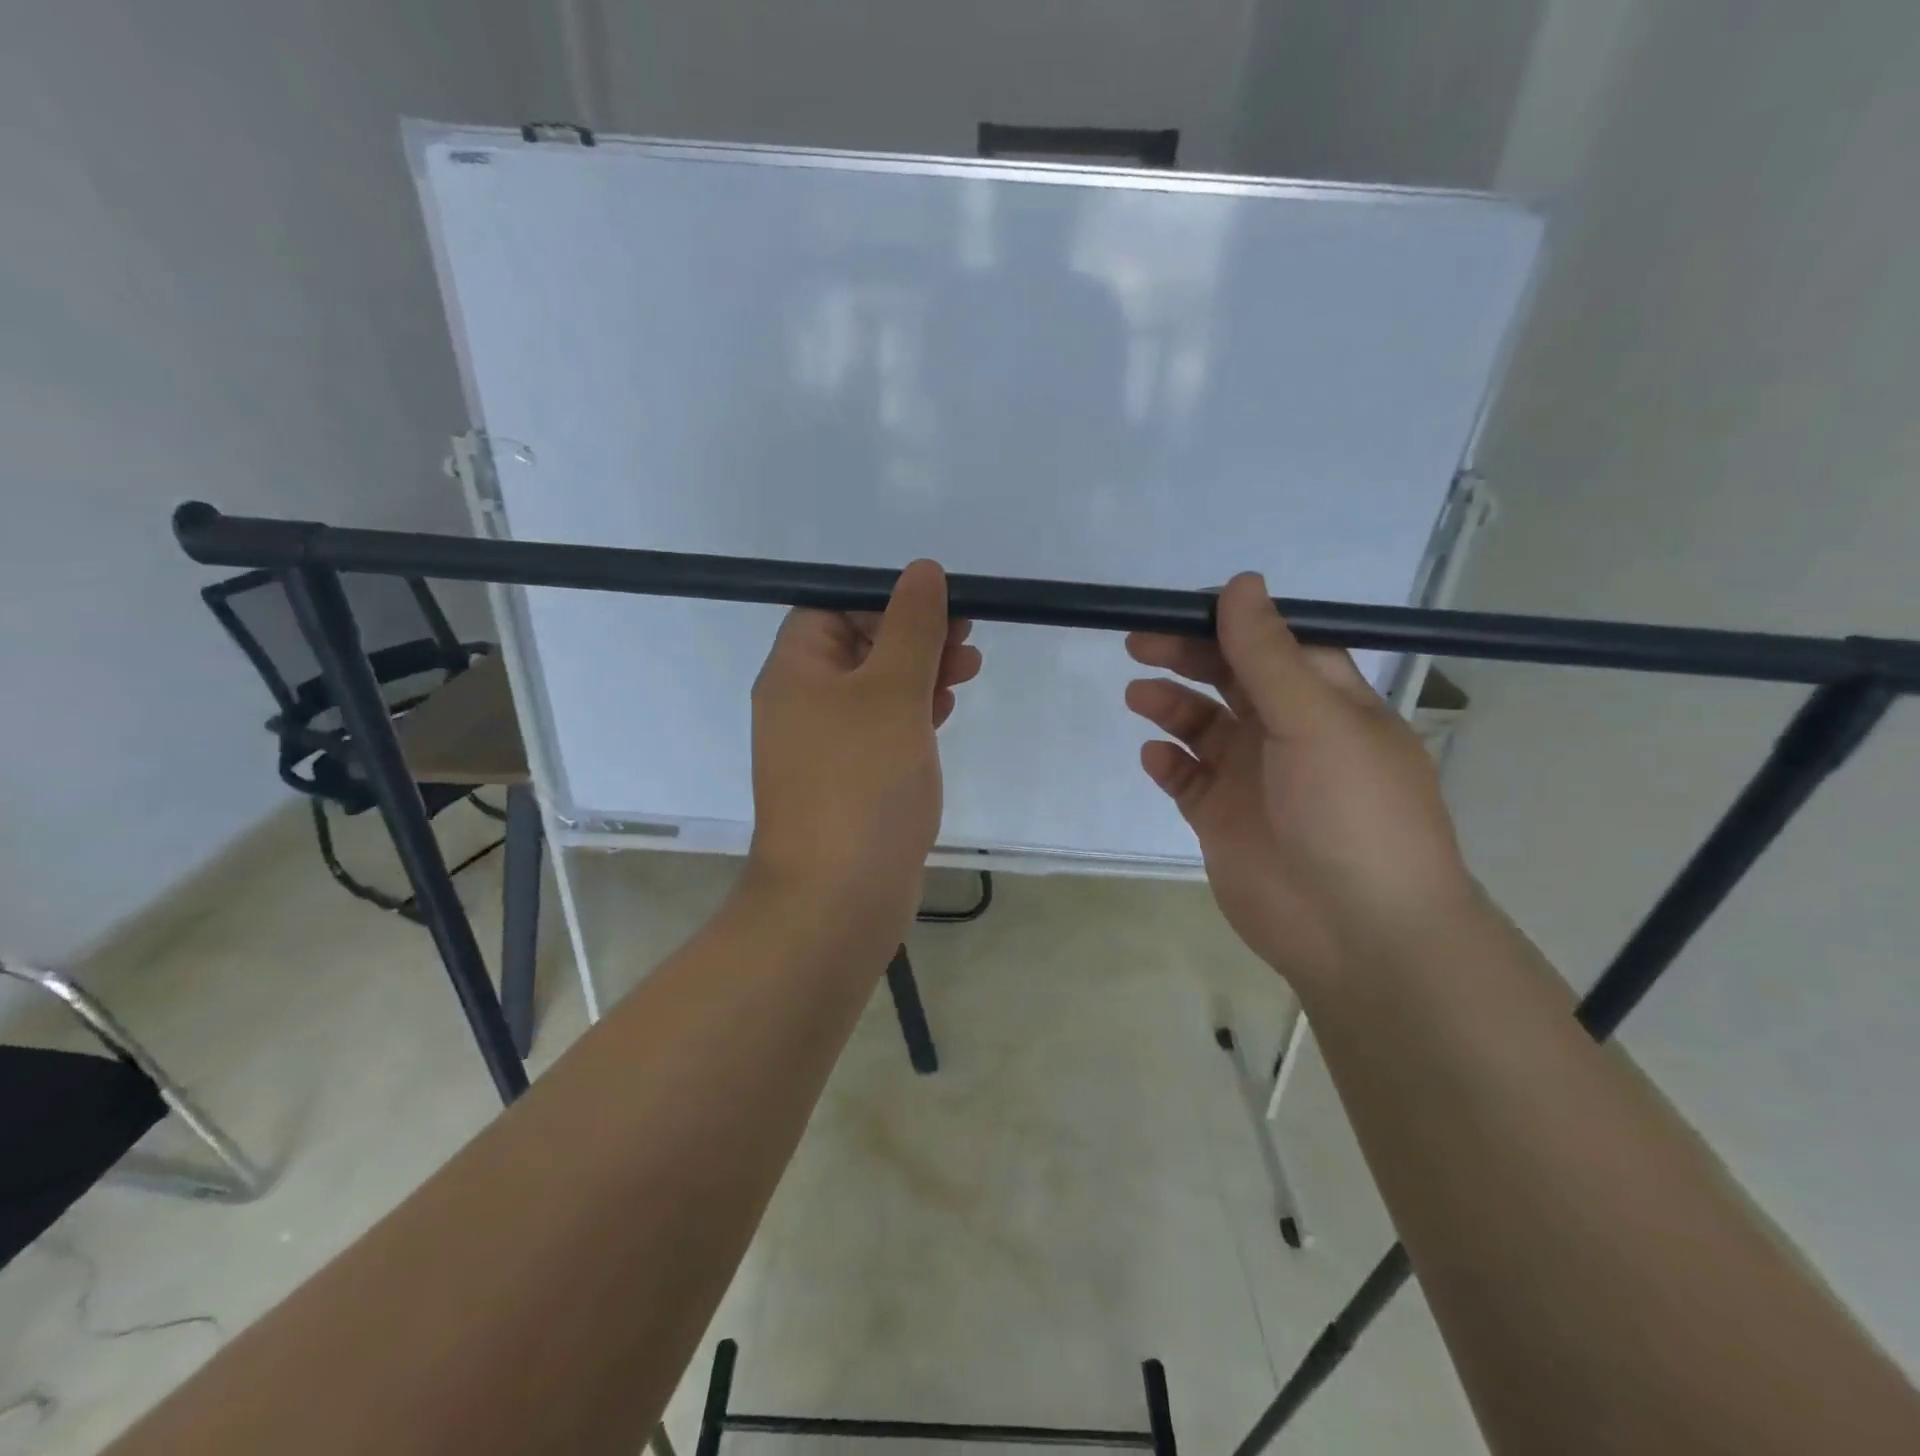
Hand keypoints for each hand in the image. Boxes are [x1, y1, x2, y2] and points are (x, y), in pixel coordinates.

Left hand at [747, 561, 981, 935]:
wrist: (838, 898)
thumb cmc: (863, 782)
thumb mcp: (893, 691)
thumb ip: (911, 627)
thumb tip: (922, 570)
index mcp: (796, 671)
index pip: (833, 608)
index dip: (886, 601)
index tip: (940, 609)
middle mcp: (801, 704)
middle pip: (858, 647)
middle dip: (913, 637)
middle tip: (967, 640)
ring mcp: (823, 747)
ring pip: (874, 691)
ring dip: (919, 674)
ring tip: (968, 672)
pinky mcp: (848, 782)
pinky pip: (880, 731)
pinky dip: (911, 715)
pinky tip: (944, 713)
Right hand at [1125, 574, 1474, 989]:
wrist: (1358, 931)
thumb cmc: (1350, 812)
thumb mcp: (1315, 721)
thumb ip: (1268, 655)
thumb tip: (1241, 582)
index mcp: (1326, 701)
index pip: (1275, 644)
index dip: (1231, 622)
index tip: (1182, 608)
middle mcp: (1288, 732)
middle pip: (1230, 678)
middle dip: (1188, 656)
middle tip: (1139, 644)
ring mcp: (1252, 777)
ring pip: (1202, 725)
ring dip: (1171, 705)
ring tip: (1138, 696)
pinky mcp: (1221, 818)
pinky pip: (1185, 778)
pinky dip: (1167, 762)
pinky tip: (1155, 756)